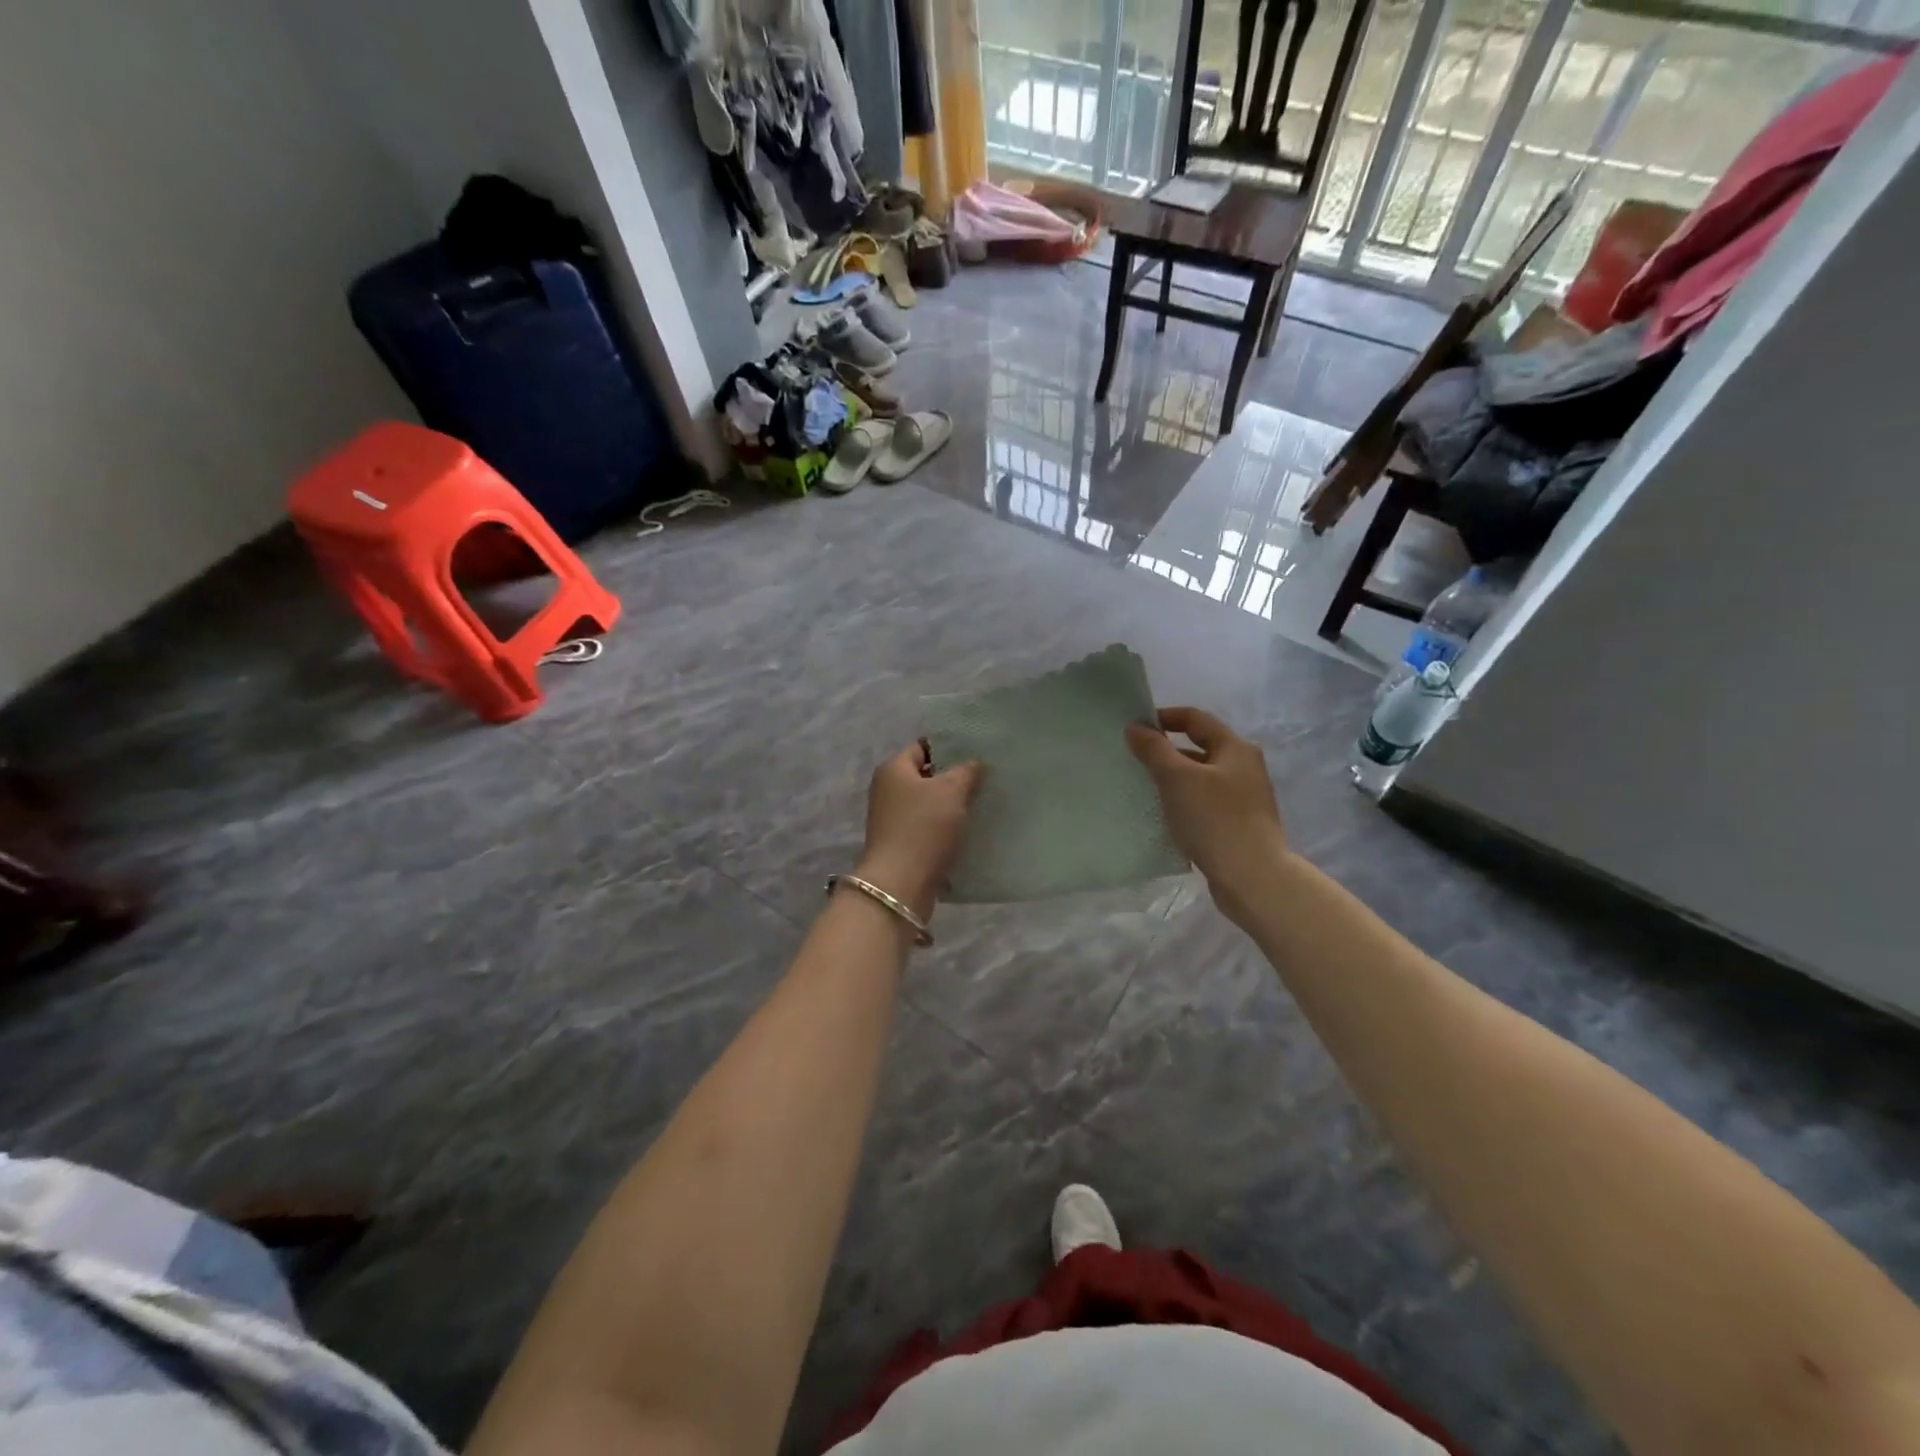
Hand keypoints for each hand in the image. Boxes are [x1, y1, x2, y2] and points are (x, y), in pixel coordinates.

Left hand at [855, 741, 982, 921]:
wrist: (901, 884)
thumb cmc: (923, 828)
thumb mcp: (951, 791)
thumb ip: (966, 771)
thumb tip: (975, 763)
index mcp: (893, 769)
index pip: (923, 746)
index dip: (949, 746)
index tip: (977, 752)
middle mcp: (887, 790)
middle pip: (926, 776)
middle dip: (954, 777)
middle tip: (986, 778)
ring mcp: (892, 819)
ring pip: (929, 804)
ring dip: (952, 805)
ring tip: (983, 803)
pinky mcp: (901, 844)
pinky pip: (928, 827)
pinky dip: (946, 828)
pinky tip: (969, 830)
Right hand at [1126, 707, 1287, 922]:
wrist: (1252, 877)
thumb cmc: (1214, 819)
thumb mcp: (1176, 779)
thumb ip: (1154, 750)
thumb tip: (1135, 727)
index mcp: (1236, 748)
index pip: (1195, 718)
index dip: (1164, 717)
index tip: (1135, 727)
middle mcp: (1245, 767)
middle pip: (1200, 747)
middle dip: (1167, 750)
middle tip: (1135, 759)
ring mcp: (1245, 797)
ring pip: (1202, 777)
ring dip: (1175, 778)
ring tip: (1145, 787)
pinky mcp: (1240, 823)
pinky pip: (1206, 802)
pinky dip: (1185, 801)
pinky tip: (1166, 815)